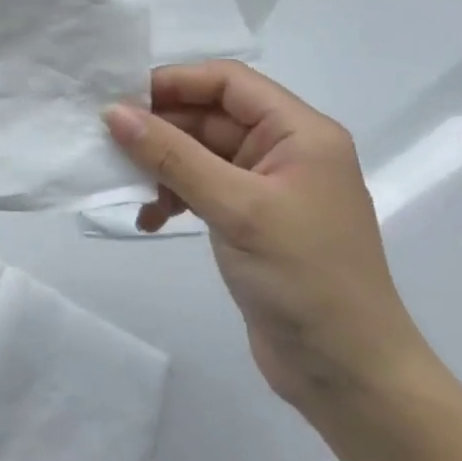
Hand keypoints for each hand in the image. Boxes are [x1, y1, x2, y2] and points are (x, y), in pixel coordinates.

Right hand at [104, 62, 432, 415]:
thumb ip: (172, 155)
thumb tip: (113, 112)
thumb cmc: (304, 278)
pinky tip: (150, 219)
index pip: (228, 82)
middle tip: (111, 142)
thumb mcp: (236, 209)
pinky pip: (203, 187)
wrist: (350, 378)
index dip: (175, 82)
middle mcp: (286, 150)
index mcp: (299, 132)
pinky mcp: (252, 220)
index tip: (123, 98)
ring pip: (200, 152)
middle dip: (161, 128)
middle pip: (210, 115)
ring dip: (162, 165)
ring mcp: (268, 186)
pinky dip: (174, 196)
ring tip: (128, 186)